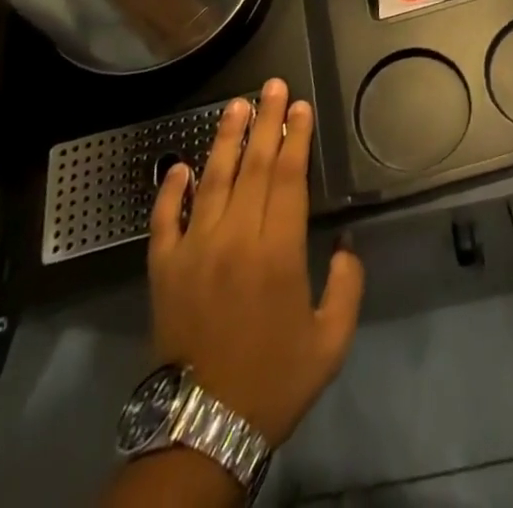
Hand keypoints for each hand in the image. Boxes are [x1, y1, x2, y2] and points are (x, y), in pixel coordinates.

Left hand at [147, 78, 364, 444]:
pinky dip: (170, 189)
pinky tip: (179, 164)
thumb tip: (347, 244)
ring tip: (236, 105)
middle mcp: (236, 238)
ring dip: (225, 139)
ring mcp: (195, 250)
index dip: (296, 138)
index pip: (288, 177)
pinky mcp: (164, 269)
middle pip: (254, 166)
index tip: (301, 107)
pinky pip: (164, 219)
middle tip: (272, 86)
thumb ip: (348, 286)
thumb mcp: (331, 341)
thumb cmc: (274, 380)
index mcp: (279, 251)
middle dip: (266, 121)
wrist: (203, 427)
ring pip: (212, 180)